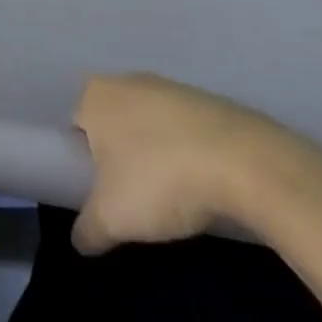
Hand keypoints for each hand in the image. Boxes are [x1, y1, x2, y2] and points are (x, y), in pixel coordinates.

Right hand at [70, 73, 302, 254]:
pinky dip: (190, 154)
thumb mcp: (111, 218)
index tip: (104, 194)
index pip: (77, 127)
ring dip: (158, 157)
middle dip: (122, 159)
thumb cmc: (159, 180)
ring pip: (152, 128)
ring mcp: (173, 87)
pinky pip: (187, 132)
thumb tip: (80, 240)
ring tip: (174, 198)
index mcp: (96, 95)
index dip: (85, 163)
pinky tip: (204, 185)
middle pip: (115, 126)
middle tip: (135, 198)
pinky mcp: (212, 101)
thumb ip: (87, 230)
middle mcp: (129, 81)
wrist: (244, 163)